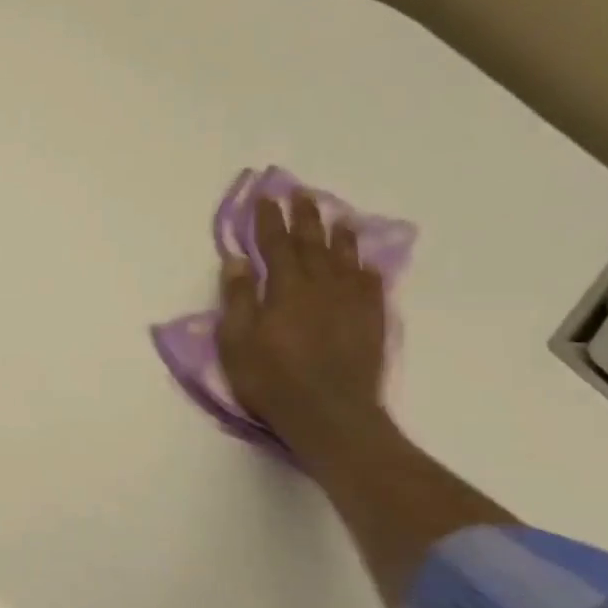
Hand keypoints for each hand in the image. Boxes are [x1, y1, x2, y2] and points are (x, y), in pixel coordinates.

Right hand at [216, 191, 387, 448]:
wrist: (330, 414)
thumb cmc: (272, 380)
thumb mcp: (237, 342)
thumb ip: (238, 298)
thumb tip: (238, 260)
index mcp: (285, 289)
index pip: (275, 245)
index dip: (268, 220)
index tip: (265, 197)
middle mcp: (321, 286)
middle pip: (312, 243)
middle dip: (304, 217)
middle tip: (301, 193)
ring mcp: (351, 303)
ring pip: (345, 259)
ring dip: (339, 235)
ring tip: (338, 217)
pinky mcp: (371, 323)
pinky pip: (371, 285)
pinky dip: (365, 268)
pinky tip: (364, 263)